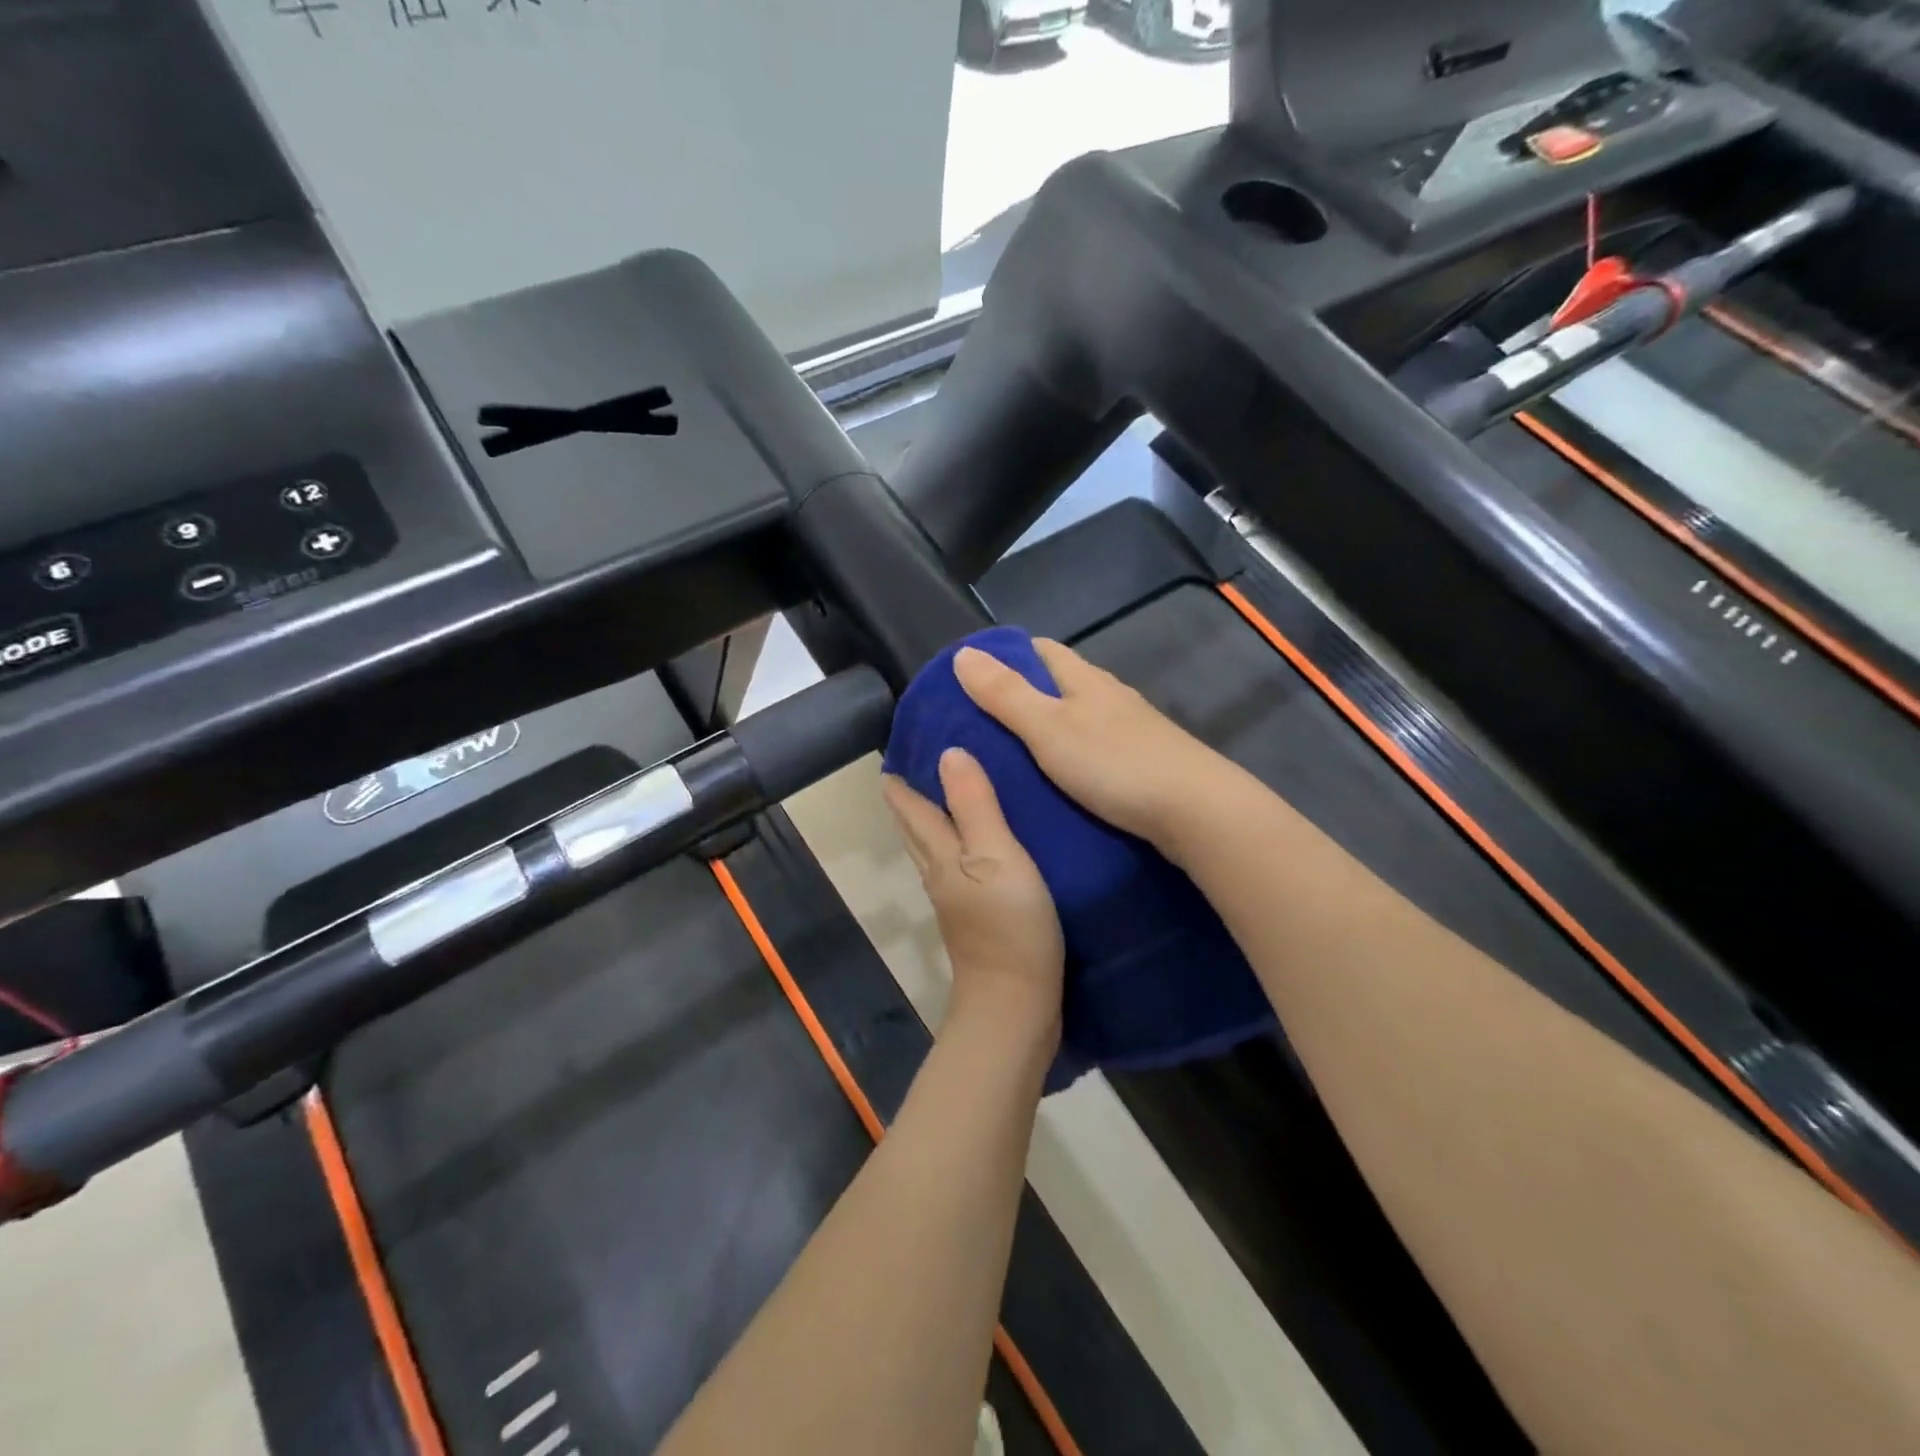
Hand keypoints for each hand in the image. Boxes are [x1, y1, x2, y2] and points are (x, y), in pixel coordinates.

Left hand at [882, 748, 1063, 1044]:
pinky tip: (975, 844)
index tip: (898, 749)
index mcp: (940, 853)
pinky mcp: (976, 917)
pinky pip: (957, 867)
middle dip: (910, 796)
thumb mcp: (996, 855)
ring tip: (944, 793)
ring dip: (931, 818)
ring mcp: (955, 898)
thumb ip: (974, 805)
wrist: (1015, 1003)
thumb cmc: (1008, 925)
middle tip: (916, 764)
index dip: (901, 779)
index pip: (912, 806)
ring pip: (933, 848)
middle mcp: (939, 872)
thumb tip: (948, 752)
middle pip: (915, 828)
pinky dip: (955, 845)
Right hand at [952, 639, 1236, 851]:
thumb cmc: (1115, 763)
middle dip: (1023, 693)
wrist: (1195, 811)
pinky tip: (1058, 779)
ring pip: (1080, 717)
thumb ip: (1006, 694)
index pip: (1042, 649)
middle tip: (981, 722)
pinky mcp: (1143, 762)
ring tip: (1011, 754)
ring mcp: (1131, 730)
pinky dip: (1070, 755)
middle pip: (1061, 683)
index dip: (1007, 654)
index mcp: (1085, 680)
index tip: (972, 675)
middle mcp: (1110, 696)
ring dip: (1048, 727)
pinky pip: (1095, 748)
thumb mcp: (1048, 728)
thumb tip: (964, 652)